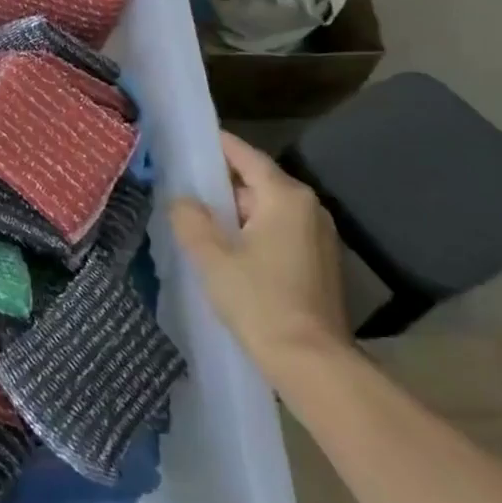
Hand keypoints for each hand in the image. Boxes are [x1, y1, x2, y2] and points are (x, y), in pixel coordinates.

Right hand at [171, 130, 350, 383]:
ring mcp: (319, 236)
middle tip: (183, 190)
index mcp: (285, 197)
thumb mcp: (212, 257)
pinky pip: (279, 232)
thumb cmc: (259, 301)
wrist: (312, 363)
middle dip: (221, 187)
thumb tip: (181, 198)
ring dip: (236, 214)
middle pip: (256, 183)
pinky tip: (228, 253)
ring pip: (267, 210)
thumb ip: (190, 219)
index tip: (189, 139)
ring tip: (199, 223)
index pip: (245, 156)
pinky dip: (253, 233)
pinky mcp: (320, 262)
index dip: (216, 146)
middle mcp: (309, 208)